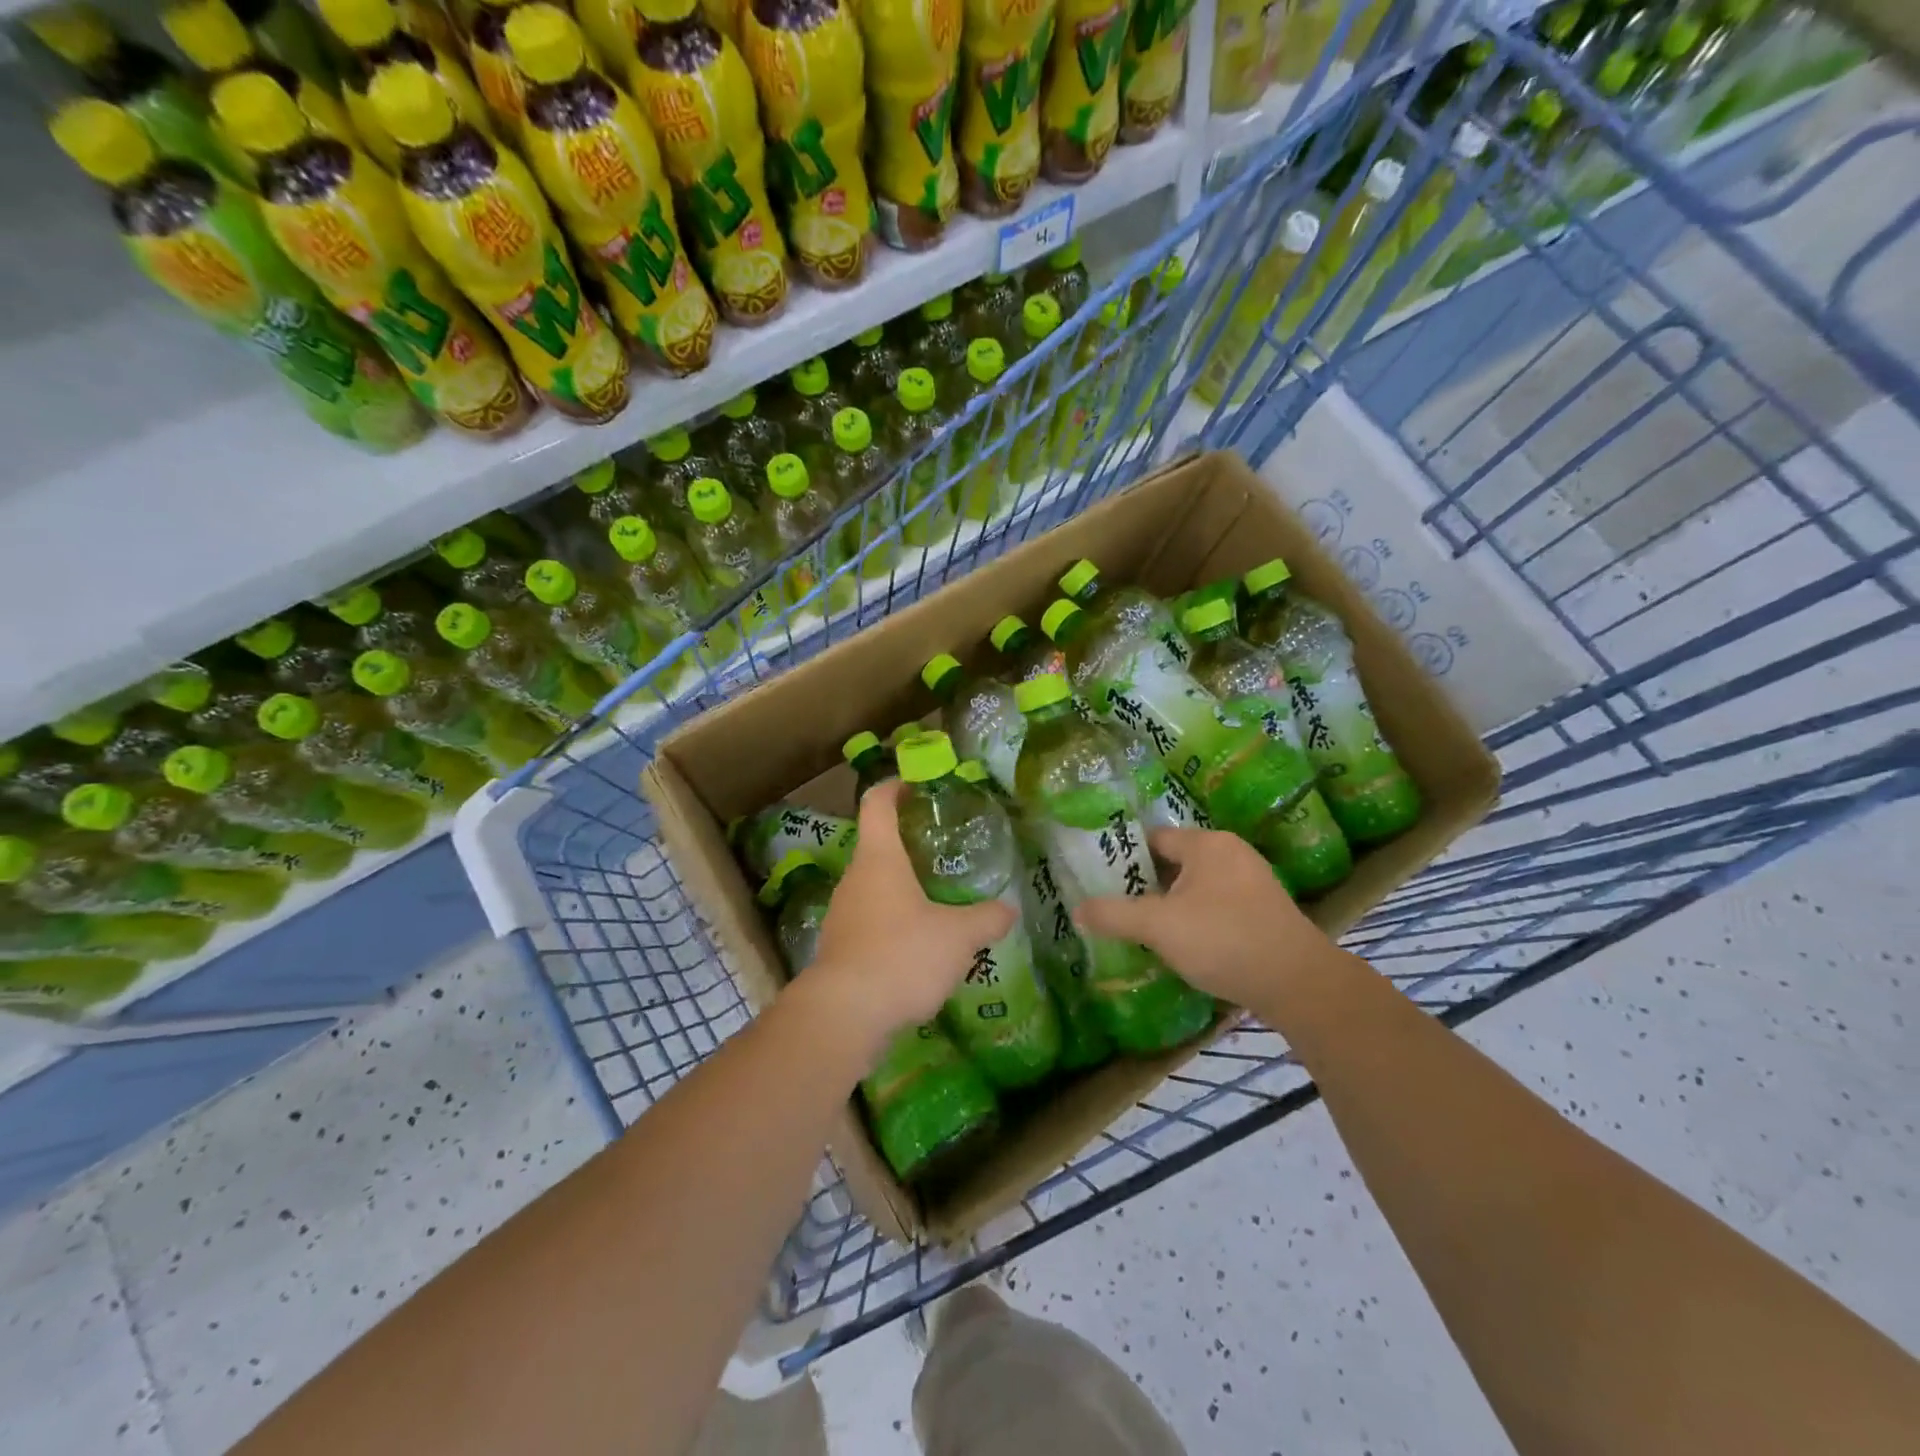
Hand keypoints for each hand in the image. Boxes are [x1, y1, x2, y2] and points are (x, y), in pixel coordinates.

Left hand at [802, 781, 1016, 1053]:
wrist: (844, 1014)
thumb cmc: (902, 955)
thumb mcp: (958, 936)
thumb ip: (987, 918)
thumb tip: (1009, 910)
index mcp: (879, 858)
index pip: (878, 803)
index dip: (895, 786)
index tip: (917, 783)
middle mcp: (855, 878)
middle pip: (878, 845)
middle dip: (909, 842)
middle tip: (946, 849)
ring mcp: (843, 913)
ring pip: (875, 885)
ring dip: (903, 885)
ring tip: (939, 899)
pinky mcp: (840, 946)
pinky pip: (870, 919)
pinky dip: (893, 920)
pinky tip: (919, 944)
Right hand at [1074, 827, 1338, 1009]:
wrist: (1299, 983)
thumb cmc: (1223, 939)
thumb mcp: (1158, 926)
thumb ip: (1114, 915)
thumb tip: (1077, 910)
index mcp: (1206, 844)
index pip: (1153, 838)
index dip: (1124, 857)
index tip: (1099, 878)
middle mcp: (1231, 852)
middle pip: (1174, 862)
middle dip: (1146, 884)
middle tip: (1116, 906)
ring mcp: (1253, 881)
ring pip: (1196, 886)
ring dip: (1171, 904)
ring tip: (1143, 928)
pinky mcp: (1264, 910)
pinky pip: (1217, 905)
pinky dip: (1196, 918)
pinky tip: (1184, 944)